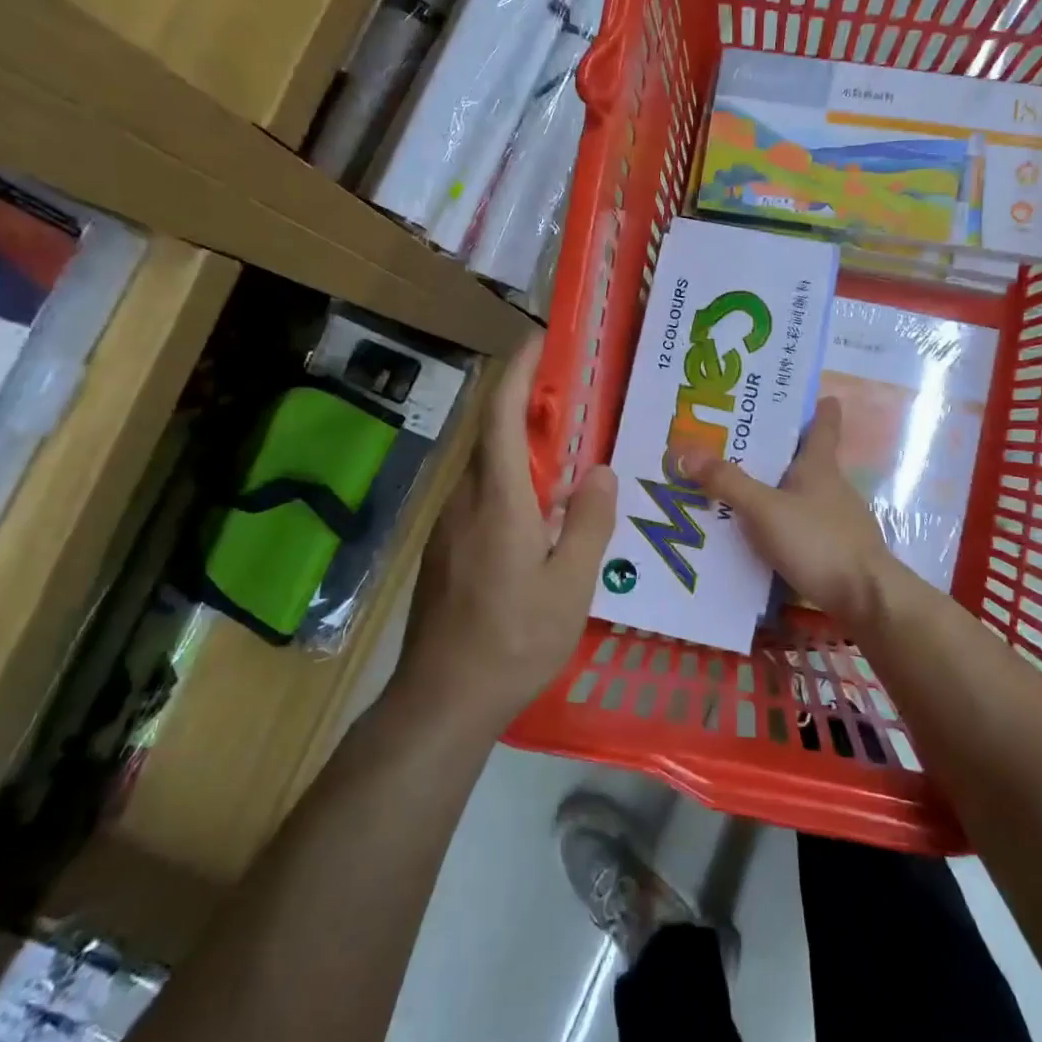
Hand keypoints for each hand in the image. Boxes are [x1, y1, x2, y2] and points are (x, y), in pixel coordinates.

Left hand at [394, 334, 616, 732]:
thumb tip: (600, 472)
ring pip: (486, 469)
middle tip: (574, 401)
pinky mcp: (444, 551)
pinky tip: (540, 516)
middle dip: (527, 407)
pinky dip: (511, 484)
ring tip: (567, 458)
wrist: (442, 701)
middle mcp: (465, 501)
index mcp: (498, 500)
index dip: (520, 371)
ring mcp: (448, 527)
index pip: (502, 415)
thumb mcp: (570, 586)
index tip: (540, 341)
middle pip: (492, 436)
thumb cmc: (514, 641)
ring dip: (521, 449)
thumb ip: (589, 523)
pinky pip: (481, 499)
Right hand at [675, 396, 909, 627]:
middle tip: (739, 441)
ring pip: (802, 494)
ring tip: (739, 489)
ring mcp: (838, 520)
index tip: (812, 393)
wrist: (867, 599)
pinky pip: (802, 526)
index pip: (823, 424)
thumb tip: (686, 450)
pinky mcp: (837, 550)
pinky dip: (782, 523)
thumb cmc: (818, 541)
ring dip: (777, 489)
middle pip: (807, 458)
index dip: (818, 407)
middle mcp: (833, 487)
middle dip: (778, 449)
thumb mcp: (765, 510)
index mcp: (820, 465)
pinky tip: (759, 535)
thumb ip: (728, 482)